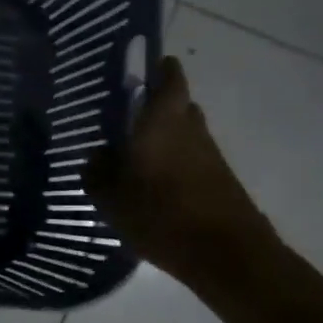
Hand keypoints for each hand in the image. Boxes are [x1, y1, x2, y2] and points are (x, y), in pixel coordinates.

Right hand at [84, 56, 272, 282]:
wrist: (226, 254)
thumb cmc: (160, 214)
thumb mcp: (109, 196)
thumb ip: (97, 171)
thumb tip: (97, 156)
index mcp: (162, 120)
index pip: (168, 77)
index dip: (156, 69)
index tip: (138, 70)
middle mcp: (190, 127)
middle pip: (175, 104)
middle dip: (153, 107)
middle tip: (123, 119)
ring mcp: (209, 153)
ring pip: (183, 132)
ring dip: (163, 138)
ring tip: (132, 157)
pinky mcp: (219, 178)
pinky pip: (191, 158)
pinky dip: (173, 163)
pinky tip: (151, 186)